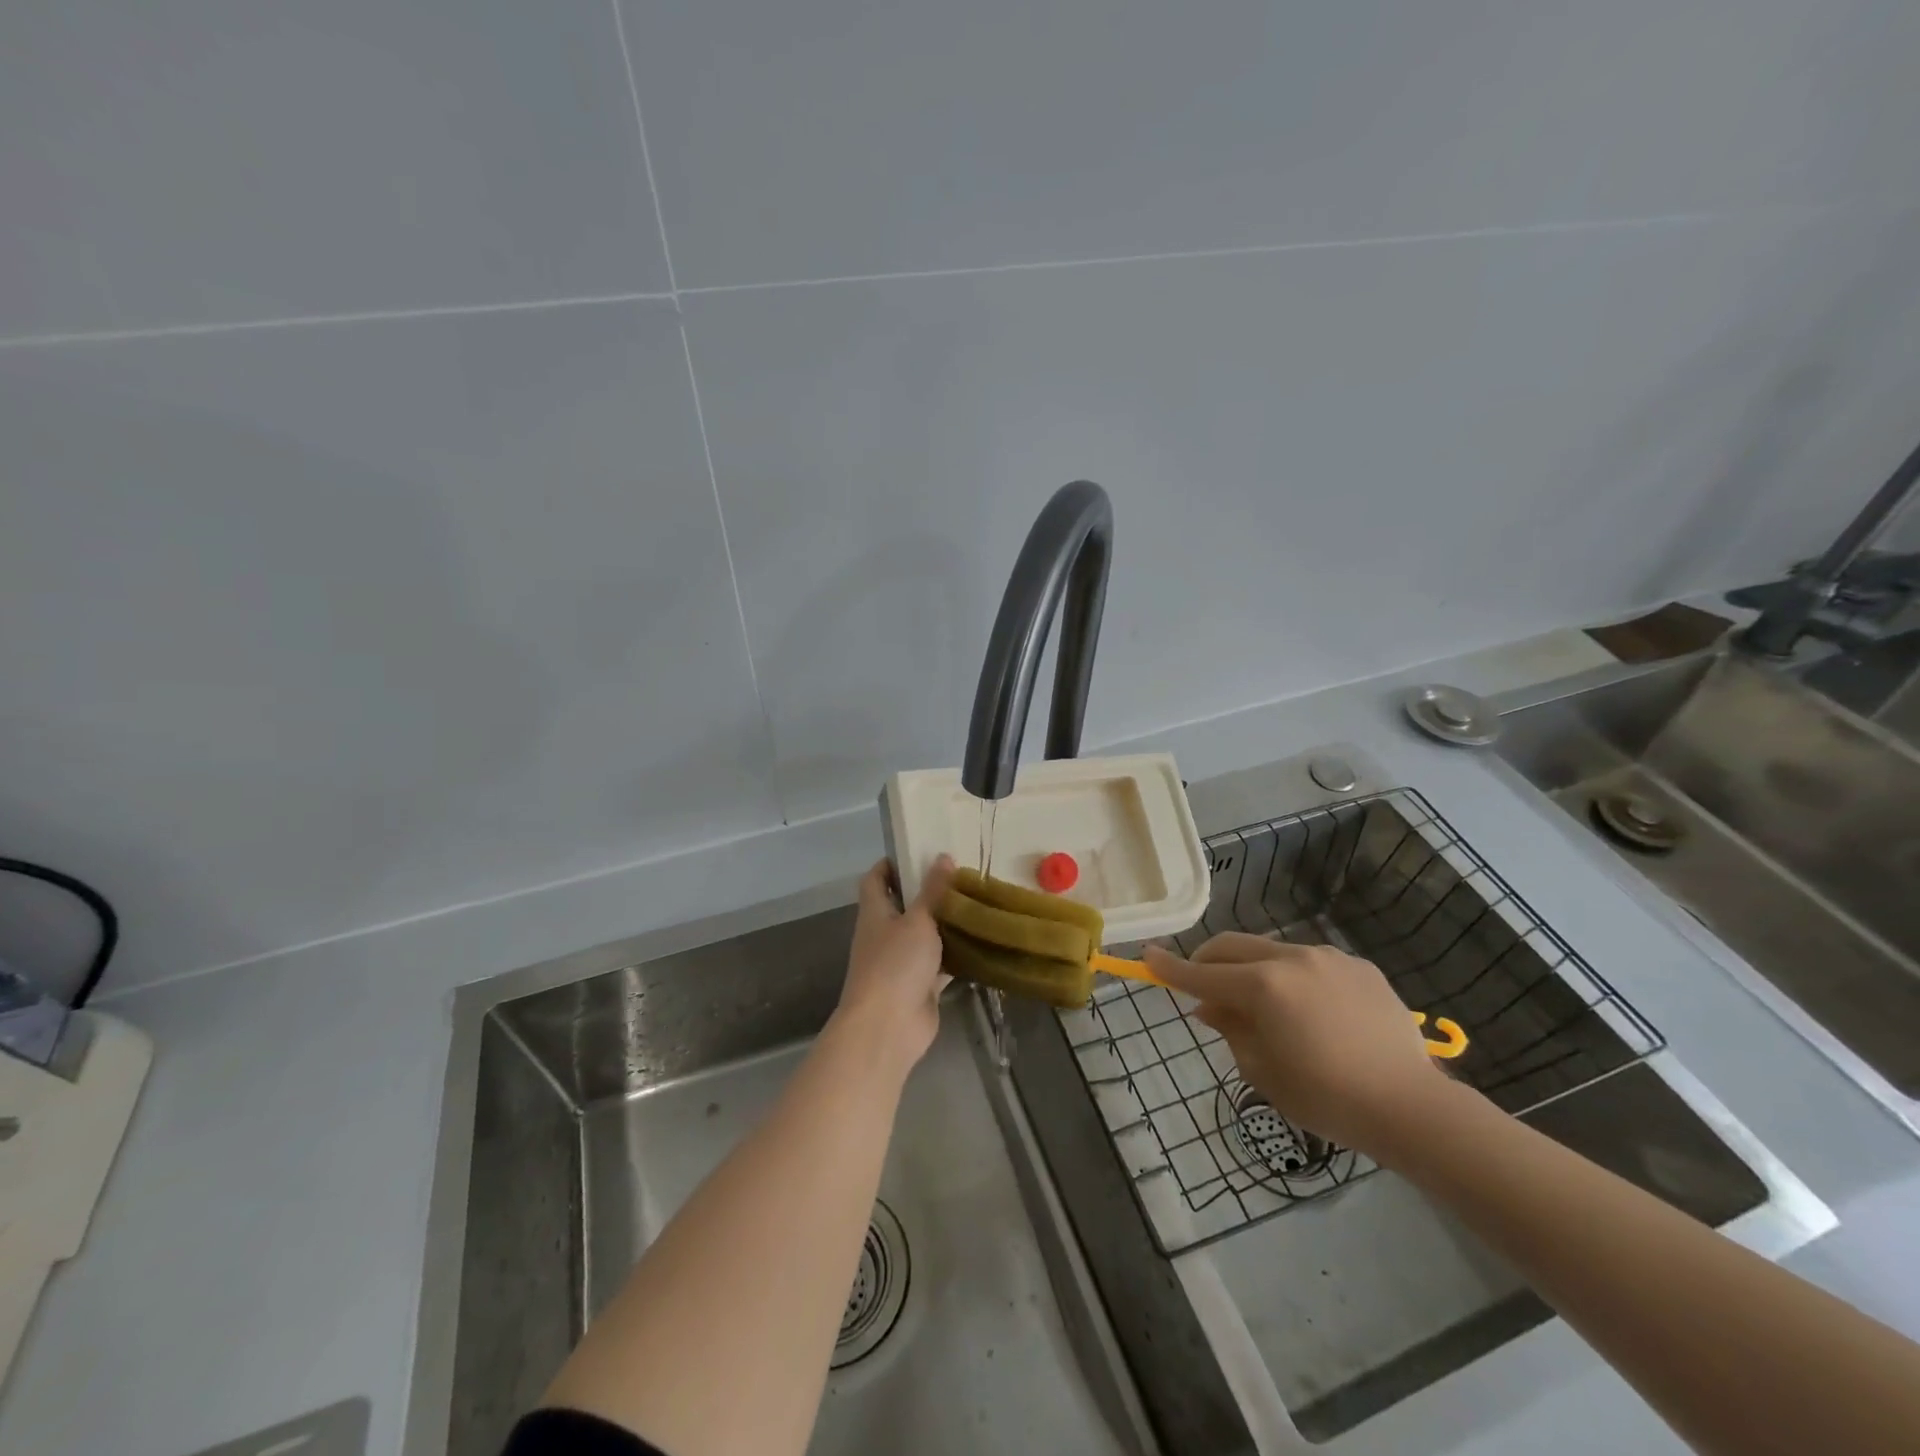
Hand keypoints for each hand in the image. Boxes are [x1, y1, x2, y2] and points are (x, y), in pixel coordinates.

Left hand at [833, 856, 955, 1074]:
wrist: (888, 1027)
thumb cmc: (896, 964)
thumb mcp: (918, 920)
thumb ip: (933, 891)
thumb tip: (943, 856)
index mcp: (875, 912)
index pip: (875, 879)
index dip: (891, 864)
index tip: (918, 851)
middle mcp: (884, 934)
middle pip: (903, 905)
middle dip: (927, 891)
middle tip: (960, 875)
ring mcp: (901, 962)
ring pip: (924, 934)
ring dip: (945, 922)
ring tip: (976, 902)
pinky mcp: (920, 985)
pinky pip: (940, 963)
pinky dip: (957, 953)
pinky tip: (982, 940)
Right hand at [1142, 933, 1447, 1154]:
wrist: (1412, 1106)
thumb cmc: (1327, 1098)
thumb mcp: (1263, 1072)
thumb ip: (1231, 1030)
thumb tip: (1212, 1006)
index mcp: (1263, 987)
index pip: (1202, 973)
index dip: (1171, 968)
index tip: (1147, 957)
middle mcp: (1291, 959)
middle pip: (1233, 946)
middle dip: (1209, 960)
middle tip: (1201, 985)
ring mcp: (1328, 958)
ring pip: (1271, 951)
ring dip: (1253, 969)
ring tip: (1263, 1005)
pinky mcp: (1358, 966)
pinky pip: (1310, 962)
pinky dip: (1294, 977)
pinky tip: (1311, 1011)